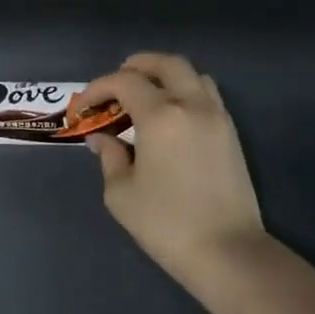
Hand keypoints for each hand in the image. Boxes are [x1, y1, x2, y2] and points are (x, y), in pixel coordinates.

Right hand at [73, 54, 265, 291]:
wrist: (225, 249)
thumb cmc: (164, 223)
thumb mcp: (121, 193)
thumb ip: (110, 157)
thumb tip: (102, 139)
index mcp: (161, 116)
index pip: (125, 82)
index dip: (98, 88)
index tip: (83, 106)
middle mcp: (193, 105)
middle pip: (168, 64)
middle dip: (138, 65)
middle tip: (116, 82)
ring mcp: (218, 117)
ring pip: (193, 76)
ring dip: (166, 76)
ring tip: (145, 95)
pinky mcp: (231, 134)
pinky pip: (207, 96)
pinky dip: (185, 92)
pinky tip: (170, 117)